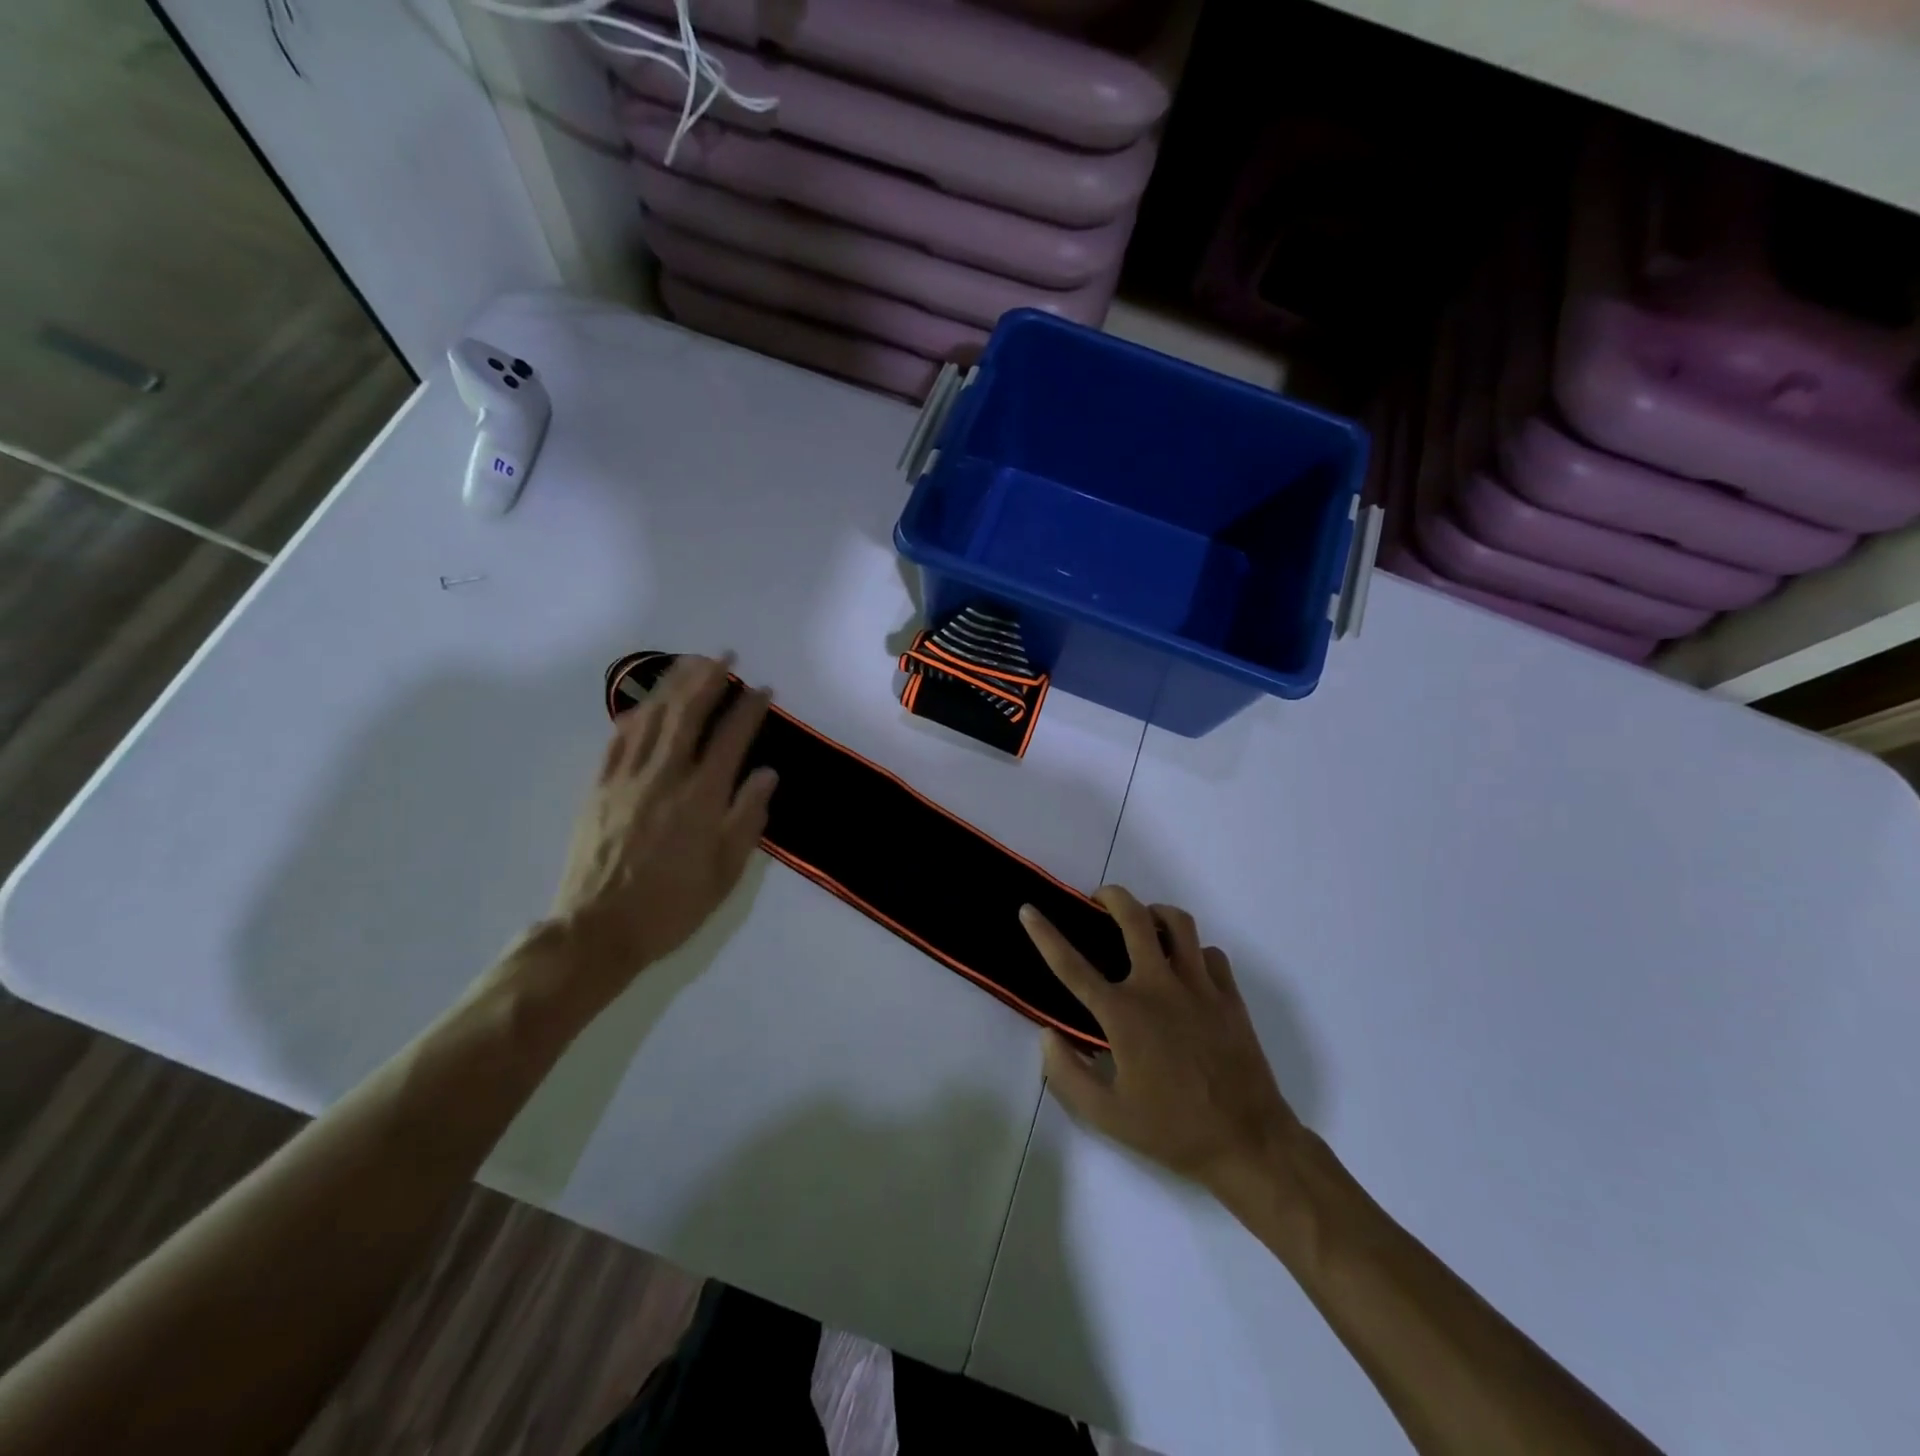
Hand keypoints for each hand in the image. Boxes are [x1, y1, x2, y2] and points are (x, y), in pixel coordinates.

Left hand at [548, 655, 777, 1002]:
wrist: (598, 929)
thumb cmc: (673, 905)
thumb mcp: (726, 871)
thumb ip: (748, 817)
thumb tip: (766, 773)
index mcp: (701, 797)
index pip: (731, 738)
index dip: (749, 709)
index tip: (763, 689)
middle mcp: (665, 776)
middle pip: (688, 713)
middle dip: (709, 678)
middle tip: (725, 656)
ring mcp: (627, 778)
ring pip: (652, 716)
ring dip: (673, 684)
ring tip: (690, 662)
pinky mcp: (600, 787)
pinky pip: (619, 738)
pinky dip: (636, 712)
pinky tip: (646, 701)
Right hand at [1021, 887, 1300, 1197]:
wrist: (1248, 1143)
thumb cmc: (1172, 1131)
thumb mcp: (1106, 1116)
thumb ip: (1066, 1074)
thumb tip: (1047, 1035)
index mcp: (1124, 1015)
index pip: (1072, 966)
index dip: (1044, 934)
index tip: (1028, 910)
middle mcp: (1159, 987)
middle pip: (1134, 918)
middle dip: (1111, 896)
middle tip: (1098, 900)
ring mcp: (1199, 987)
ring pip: (1178, 922)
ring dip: (1155, 913)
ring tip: (1144, 923)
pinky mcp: (1229, 995)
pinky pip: (1209, 953)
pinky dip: (1193, 951)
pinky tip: (1185, 968)